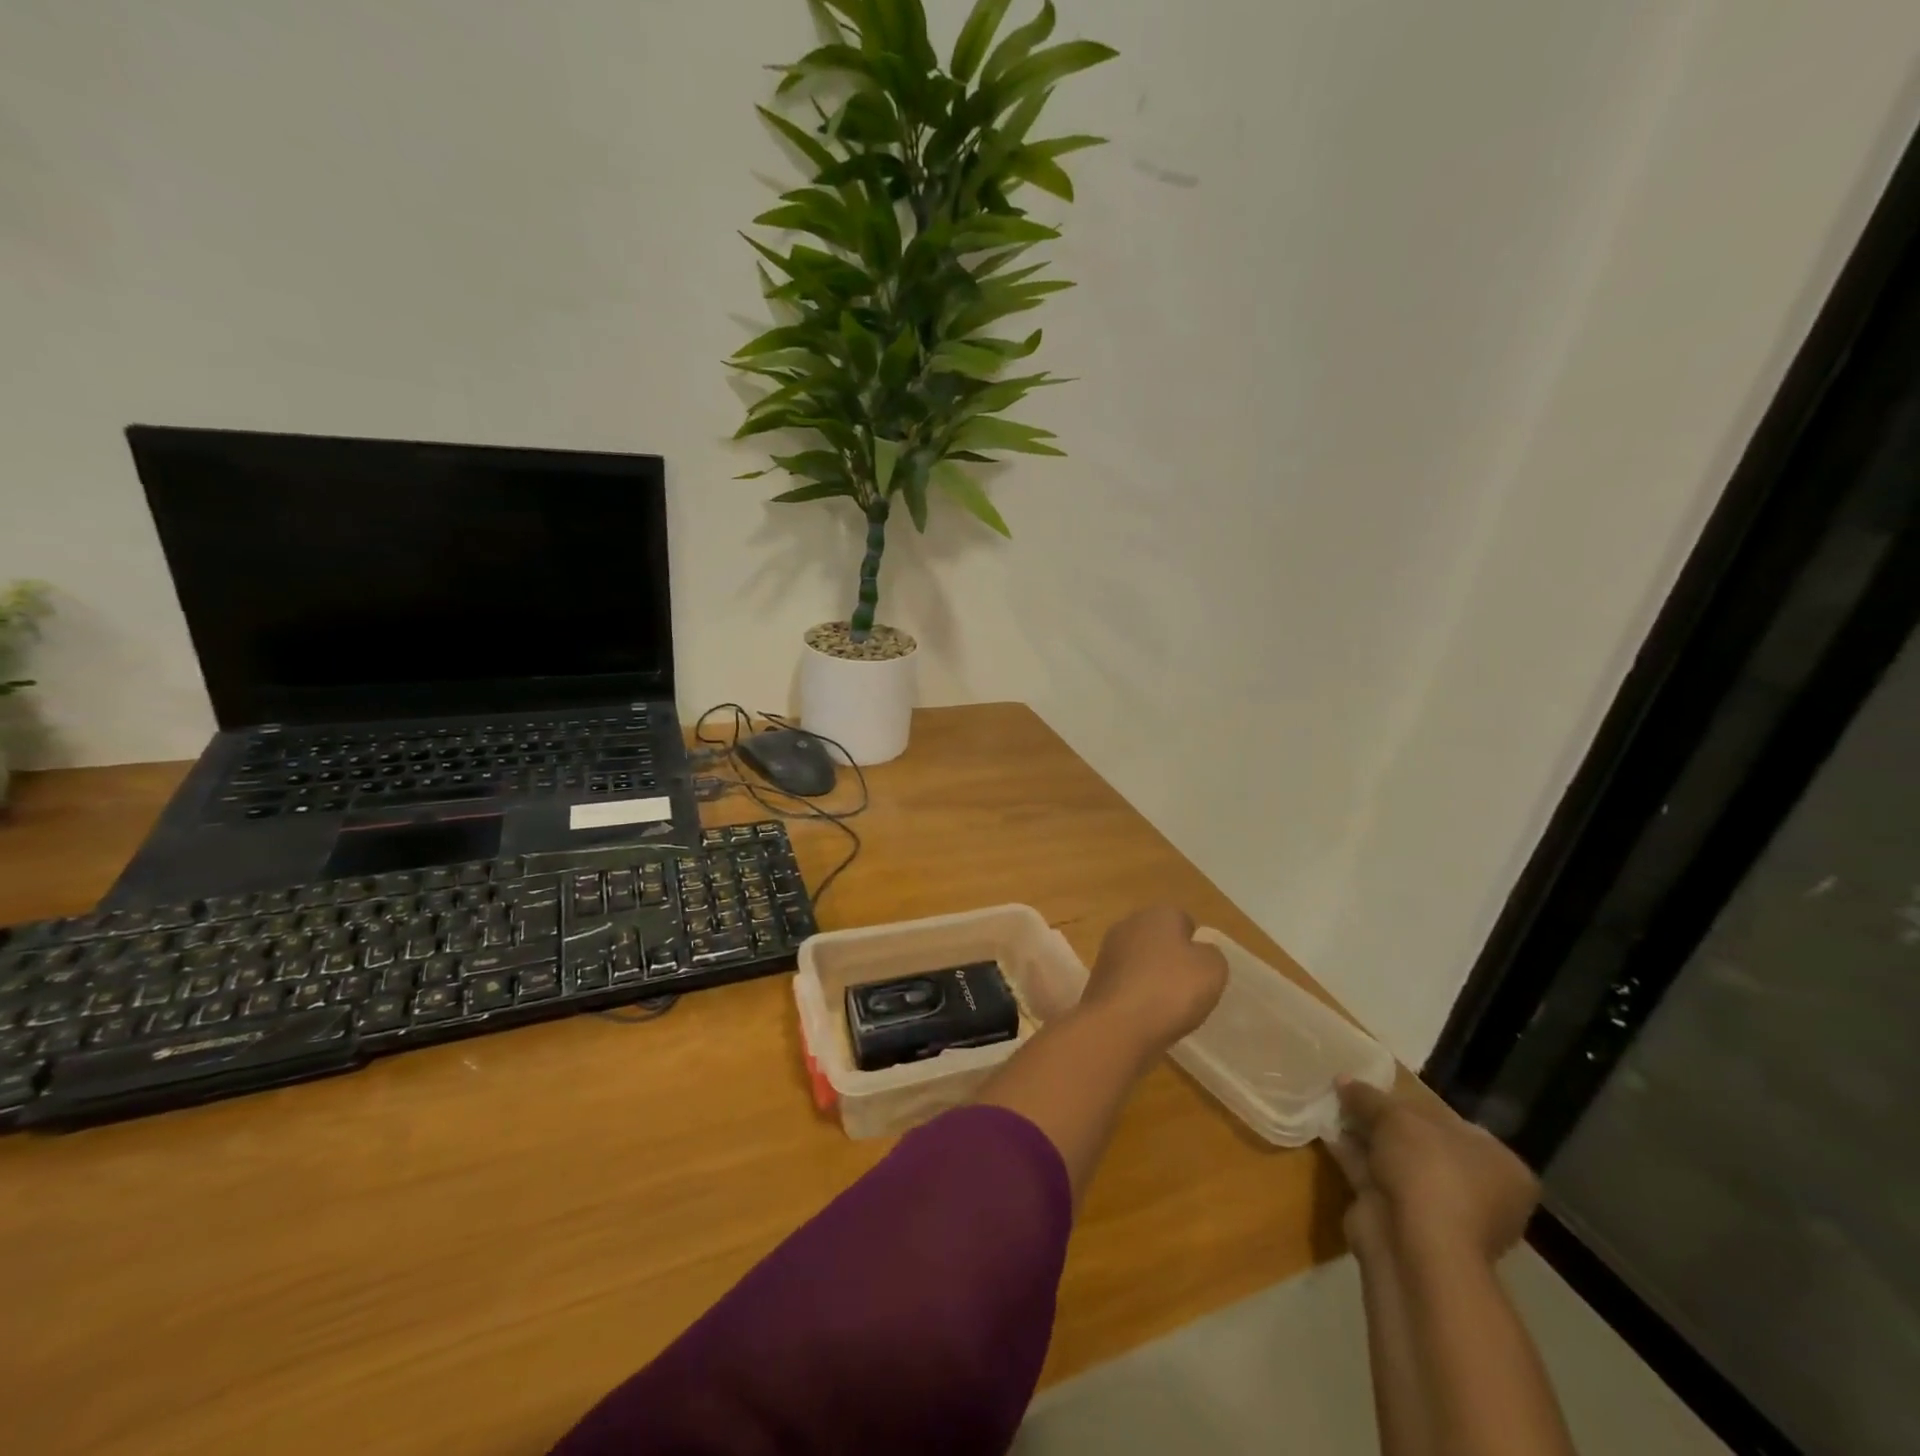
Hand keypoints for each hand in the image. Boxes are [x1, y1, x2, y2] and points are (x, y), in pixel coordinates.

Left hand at [1078, 907, 1227, 1057]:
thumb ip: (1210, 954)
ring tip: (1167, 1008)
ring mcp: (1108, 951)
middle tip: (1187, 990)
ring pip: (1140, 961)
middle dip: (1171, 961)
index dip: (1195, 946)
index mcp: (1158, 913)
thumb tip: (1197, 952)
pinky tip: (1145, 1016)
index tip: (1201, 972)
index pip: (1183, 921)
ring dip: (1152, 979)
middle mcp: (1128, 924)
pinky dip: (1136, 996)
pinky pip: (1126, 983)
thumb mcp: (1213, 969)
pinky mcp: (1096, 978)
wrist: (1118, 1025)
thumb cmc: (1172, 989)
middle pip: (1159, 940)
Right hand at [1328, 1078, 1539, 1265]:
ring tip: (1333, 1108)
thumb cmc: (1428, 1171)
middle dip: (1386, 1122)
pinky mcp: (1406, 1224)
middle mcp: (1479, 1192)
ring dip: (1367, 1138)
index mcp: (1500, 1166)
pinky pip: (1377, 1180)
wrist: (1413, 1245)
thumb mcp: (1395, 1117)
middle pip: (1423, 1144)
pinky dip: (1355, 1158)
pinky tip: (1329, 1135)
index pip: (1457, 1125)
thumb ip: (1368, 1097)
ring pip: (1397, 1163)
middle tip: (1353, 1097)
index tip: (1384, 1091)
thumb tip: (1343, 1079)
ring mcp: (1442, 1212)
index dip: (1417, 1105)